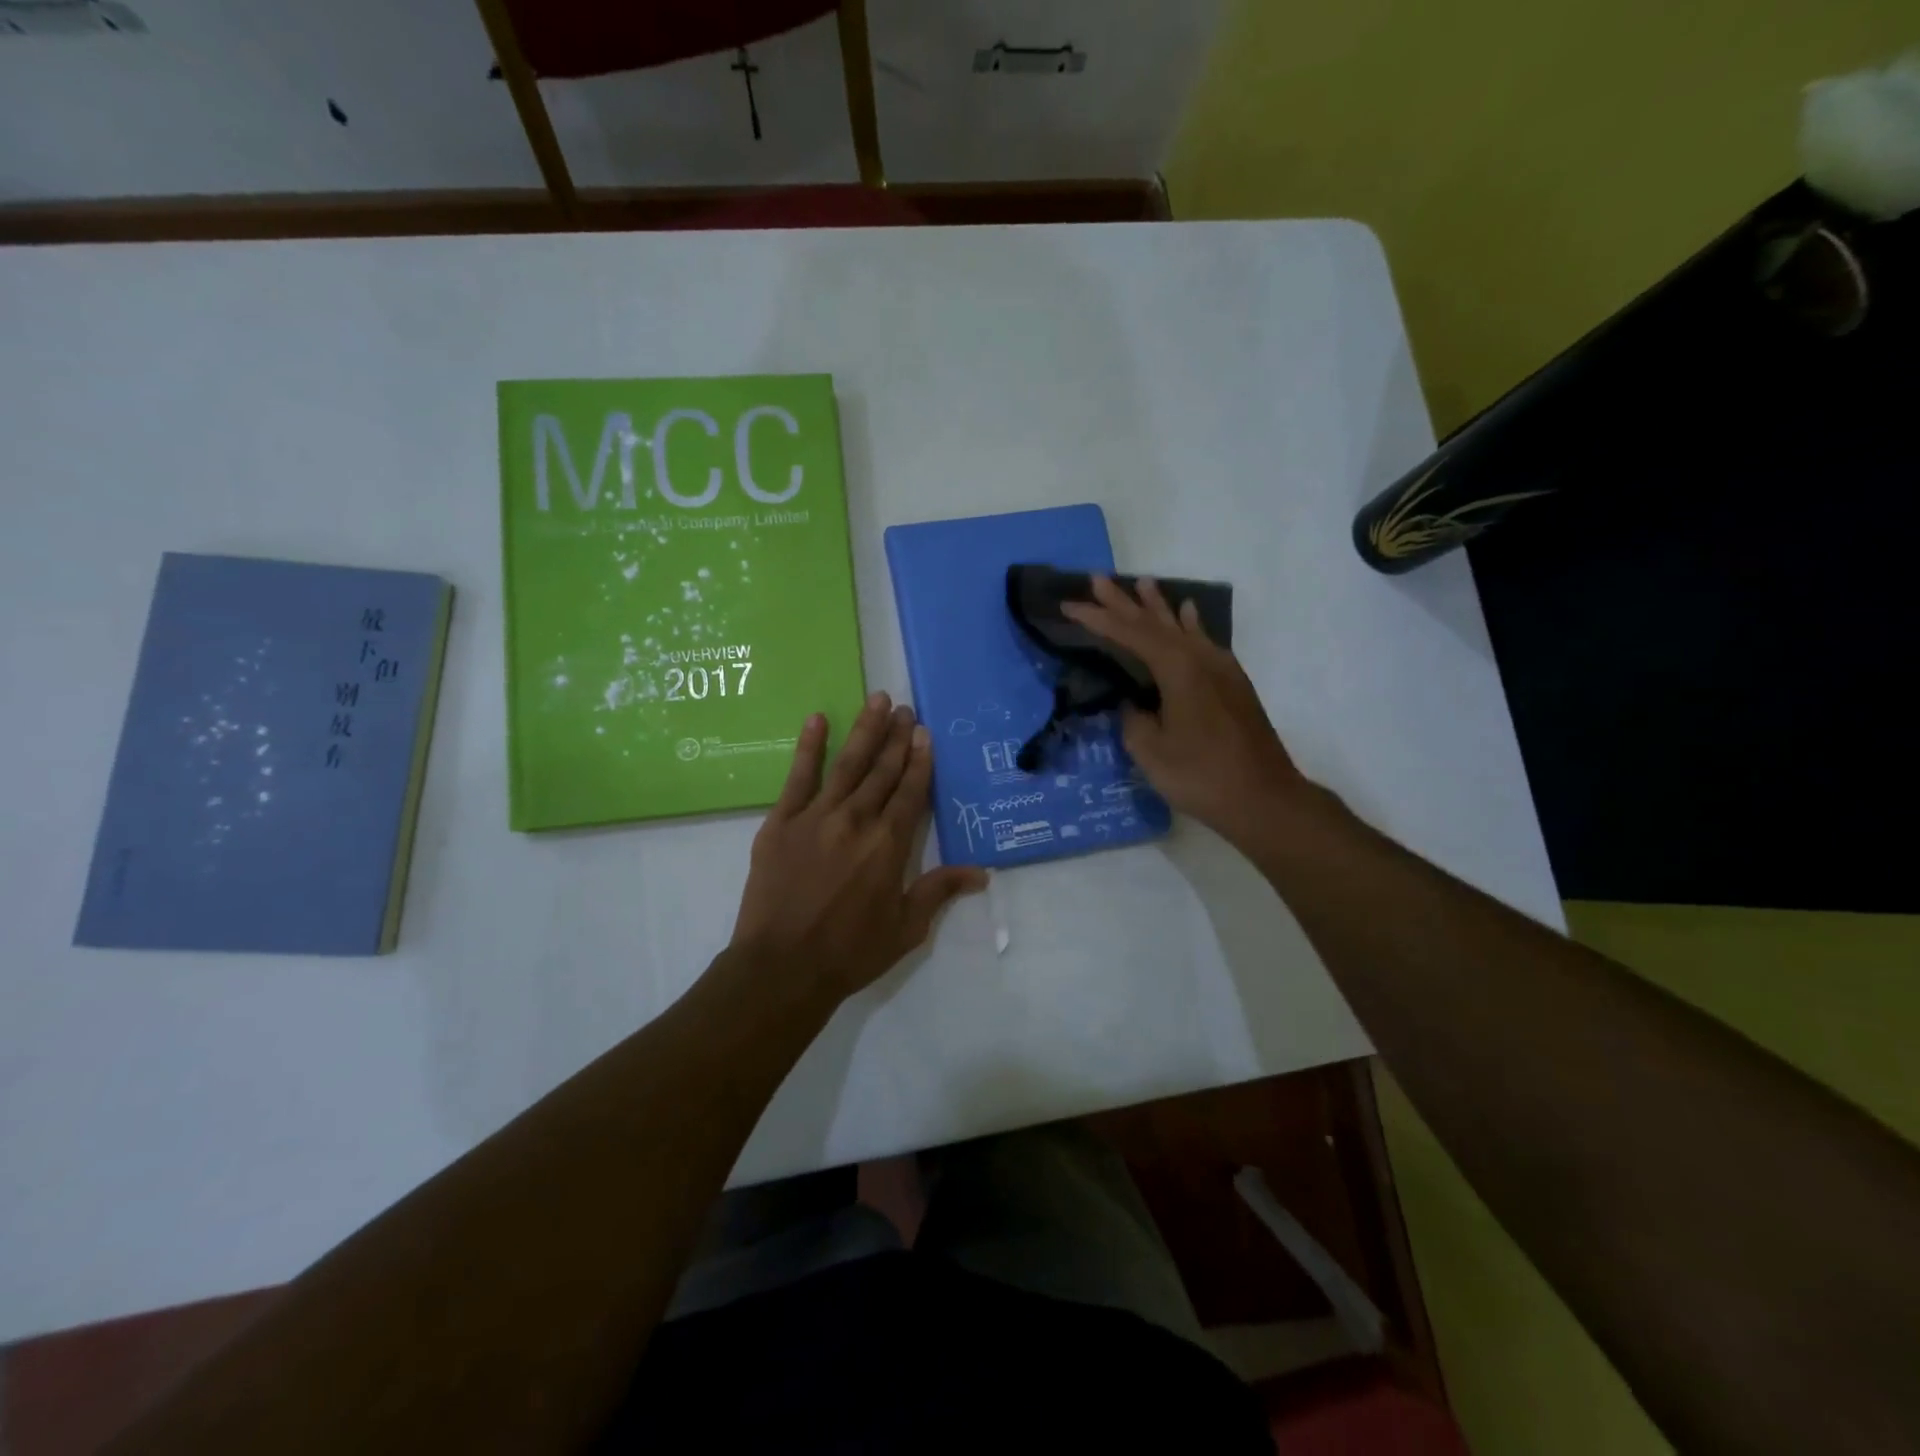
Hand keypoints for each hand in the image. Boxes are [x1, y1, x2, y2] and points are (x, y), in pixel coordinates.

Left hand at [730, 693, 987, 1004]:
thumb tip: (981, 872)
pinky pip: (798, 776)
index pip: (910, 791)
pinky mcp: (781, 821)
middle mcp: (857, 820)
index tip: (924, 733)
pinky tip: (817, 720)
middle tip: (905, 709)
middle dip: (897, 737)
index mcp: (889, 844)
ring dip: (865, 730)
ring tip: (878, 701)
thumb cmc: (850, 952)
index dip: (920, 760)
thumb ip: (939, 891)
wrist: (782, 967)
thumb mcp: (906, 928)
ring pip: (848, 764)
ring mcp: (816, 816)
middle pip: (882, 770)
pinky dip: (809, 746)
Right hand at [1062, 576, 1325, 848]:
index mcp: (1177, 669)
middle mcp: (1200, 658)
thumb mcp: (1151, 751)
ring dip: (1158, 606)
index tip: (1069, 605)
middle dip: (1124, 602)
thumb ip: (1133, 719)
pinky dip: (1190, 625)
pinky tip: (1188, 613)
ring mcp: (1221, 668)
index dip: (1097, 619)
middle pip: (1155, 623)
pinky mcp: (1232, 683)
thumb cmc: (1201, 776)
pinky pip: (1204, 641)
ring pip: (1182, 627)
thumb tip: (1133, 703)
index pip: (1129, 634)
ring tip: (1142, 583)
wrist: (1263, 798)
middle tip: (1098, 579)